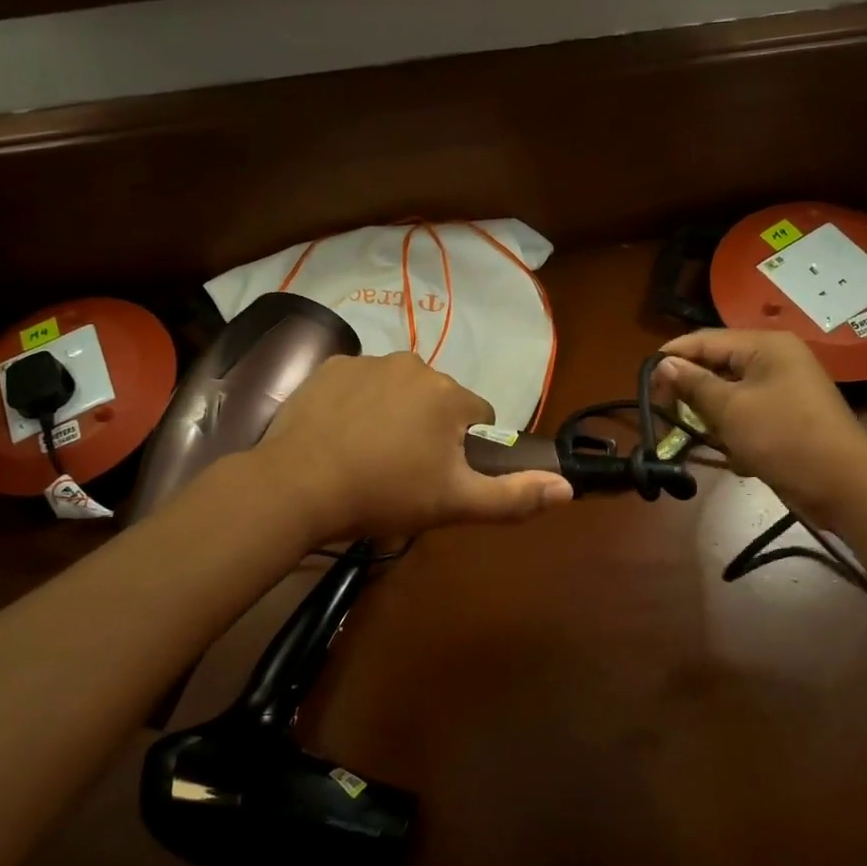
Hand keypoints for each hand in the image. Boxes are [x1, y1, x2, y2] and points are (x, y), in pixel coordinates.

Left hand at [259, 353, 571, 541]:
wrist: (298, 486)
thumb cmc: (385, 494)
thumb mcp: (455, 504)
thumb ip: (514, 496)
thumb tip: (568, 488)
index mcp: (449, 395)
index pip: (479, 415)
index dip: (466, 448)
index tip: (441, 475)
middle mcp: (414, 364)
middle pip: (438, 399)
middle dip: (430, 428)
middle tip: (402, 470)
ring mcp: (367, 362)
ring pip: (398, 389)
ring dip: (393, 413)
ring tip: (367, 455)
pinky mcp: (330, 367)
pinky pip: (359, 383)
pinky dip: (357, 403)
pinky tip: (339, 435)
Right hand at [651, 330, 866, 514]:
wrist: (844, 486)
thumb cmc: (783, 438)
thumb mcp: (730, 409)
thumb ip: (693, 383)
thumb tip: (663, 364)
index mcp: (766, 346)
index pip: (705, 340)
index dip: (672, 357)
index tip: (645, 382)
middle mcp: (775, 360)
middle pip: (717, 366)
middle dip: (690, 391)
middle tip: (664, 415)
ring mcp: (783, 389)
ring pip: (729, 393)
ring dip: (711, 416)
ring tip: (700, 438)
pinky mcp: (786, 417)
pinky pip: (746, 414)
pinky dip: (733, 431)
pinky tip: (734, 455)